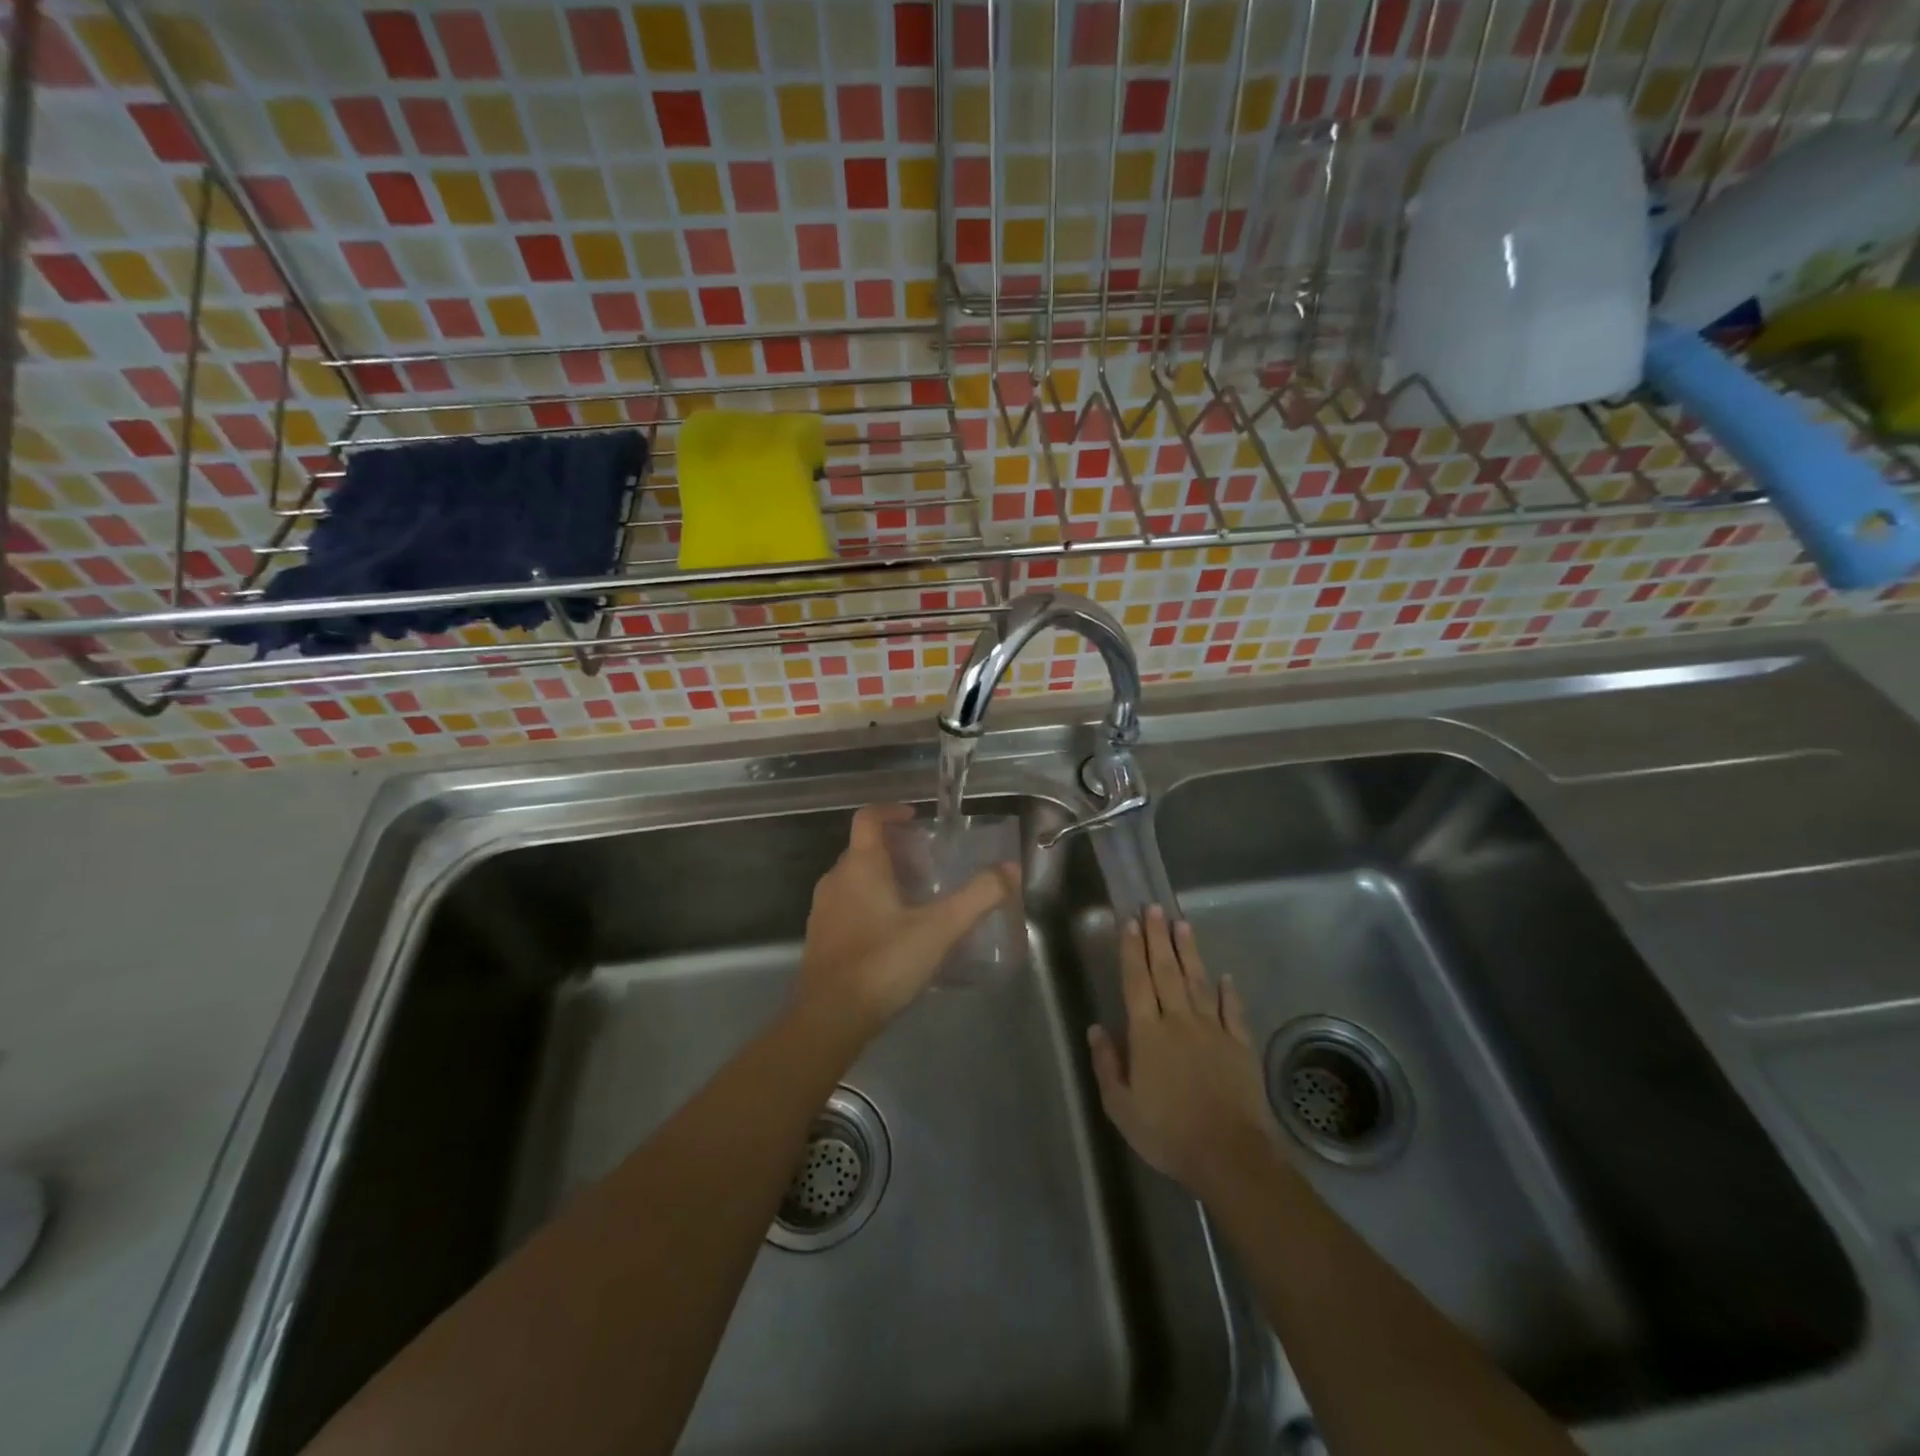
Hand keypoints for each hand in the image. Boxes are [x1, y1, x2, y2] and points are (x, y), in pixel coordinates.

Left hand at [792, 805, 1014, 1046]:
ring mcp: (823, 910)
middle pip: (864, 850)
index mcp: (860, 866)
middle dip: (896, 852)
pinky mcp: (820, 939)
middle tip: (929, 868)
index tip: (915, 817)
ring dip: (883, 880)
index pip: (868, 818)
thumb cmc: (883, 962)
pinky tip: (894, 935)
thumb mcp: (940, 929)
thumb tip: (1010, 869)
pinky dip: (870, 906)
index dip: (891, 811)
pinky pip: (847, 907)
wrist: (830, 1018)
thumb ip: (978, 897)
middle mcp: (835, 880)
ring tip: (917, 901)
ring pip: (855, 880)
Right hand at [1088, 906, 1281, 1198]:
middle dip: (1159, 937)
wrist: (1229, 1155)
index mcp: (1147, 1033)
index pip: (1137, 981)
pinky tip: (1225, 976)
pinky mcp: (1240, 1045)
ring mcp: (1213, 1030)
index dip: (1132, 950)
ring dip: (1189, 951)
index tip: (1130, 922)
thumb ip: (1107, 1064)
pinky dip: (1228, 992)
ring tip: (1183, 924)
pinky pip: (1232, 1011)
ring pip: (1198, 982)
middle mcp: (1179, 1021)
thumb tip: (1095, 1028)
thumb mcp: (1121, 1107)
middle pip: (1167, 971)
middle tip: (1155, 907)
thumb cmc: (1167, 1133)